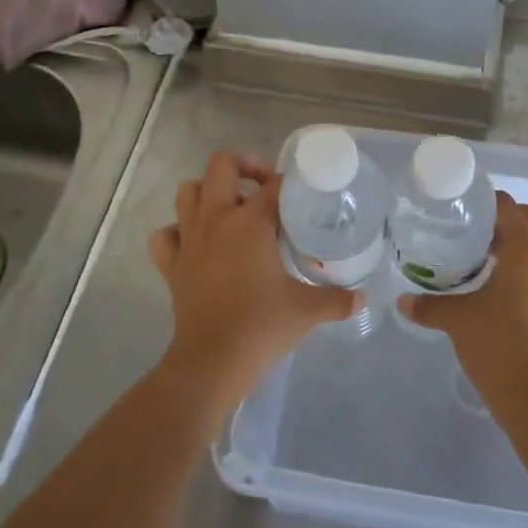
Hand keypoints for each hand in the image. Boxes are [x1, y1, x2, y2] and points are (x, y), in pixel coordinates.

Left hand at [150, 150, 356, 413]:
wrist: (212, 363)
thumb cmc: (261, 327)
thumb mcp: (307, 310)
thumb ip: (336, 299)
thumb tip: (362, 298)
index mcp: (249, 223)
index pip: (272, 186)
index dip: (289, 183)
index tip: (301, 193)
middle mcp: (216, 220)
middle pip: (220, 166)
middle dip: (243, 165)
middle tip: (263, 185)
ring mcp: (189, 241)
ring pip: (188, 192)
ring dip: (208, 191)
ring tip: (230, 206)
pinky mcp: (172, 266)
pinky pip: (165, 235)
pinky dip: (177, 231)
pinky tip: (195, 242)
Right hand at [397, 191, 527, 419]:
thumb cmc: (499, 346)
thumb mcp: (458, 320)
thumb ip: (429, 305)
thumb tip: (402, 300)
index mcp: (527, 250)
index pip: (508, 207)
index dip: (484, 202)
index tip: (458, 208)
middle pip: (526, 221)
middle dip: (498, 220)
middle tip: (464, 230)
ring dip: (511, 242)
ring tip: (476, 255)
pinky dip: (521, 264)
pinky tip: (493, 283)